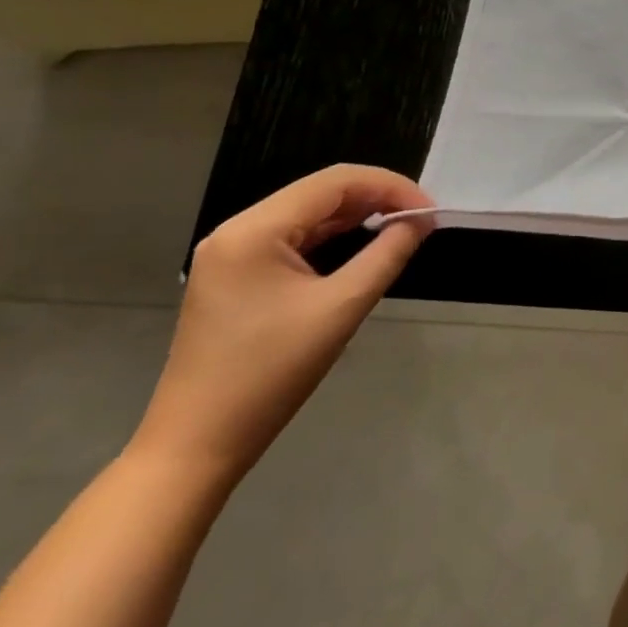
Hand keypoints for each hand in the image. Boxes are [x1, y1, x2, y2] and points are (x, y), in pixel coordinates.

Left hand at [131, 166, 434, 484]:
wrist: (197, 445)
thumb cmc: (270, 373)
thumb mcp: (342, 307)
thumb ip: (388, 253)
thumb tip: (421, 220)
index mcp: (254, 230)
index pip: (336, 181)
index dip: (390, 186)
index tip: (430, 210)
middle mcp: (237, 231)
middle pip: (321, 192)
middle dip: (377, 198)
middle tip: (421, 219)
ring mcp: (232, 254)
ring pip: (309, 213)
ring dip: (358, 215)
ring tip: (401, 228)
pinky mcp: (236, 277)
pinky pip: (295, 238)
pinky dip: (334, 237)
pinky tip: (363, 246)